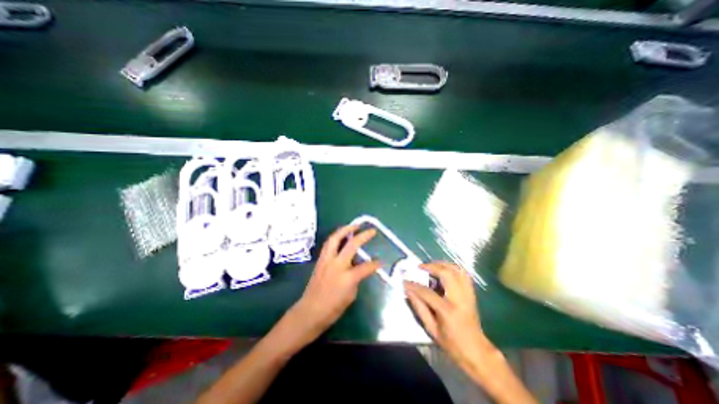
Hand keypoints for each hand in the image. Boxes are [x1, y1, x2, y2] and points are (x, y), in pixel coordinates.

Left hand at [285, 225, 378, 343]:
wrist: (309, 311)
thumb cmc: (332, 308)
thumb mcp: (351, 295)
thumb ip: (356, 278)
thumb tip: (359, 267)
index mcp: (347, 277)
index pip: (365, 267)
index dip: (375, 264)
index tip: (381, 262)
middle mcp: (336, 265)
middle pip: (351, 245)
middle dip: (363, 236)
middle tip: (370, 231)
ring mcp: (326, 260)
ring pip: (335, 239)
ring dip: (345, 230)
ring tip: (354, 226)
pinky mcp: (320, 260)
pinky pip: (329, 244)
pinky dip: (337, 237)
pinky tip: (342, 236)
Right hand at [401, 263, 498, 373]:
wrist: (476, 351)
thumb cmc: (451, 343)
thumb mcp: (431, 329)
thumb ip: (419, 307)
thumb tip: (408, 291)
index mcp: (448, 311)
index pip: (427, 292)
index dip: (414, 285)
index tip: (405, 280)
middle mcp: (459, 299)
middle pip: (446, 274)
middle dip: (431, 267)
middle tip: (421, 267)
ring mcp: (467, 294)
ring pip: (457, 270)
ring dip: (443, 264)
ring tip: (432, 266)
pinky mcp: (471, 293)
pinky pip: (464, 274)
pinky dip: (453, 268)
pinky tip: (444, 270)